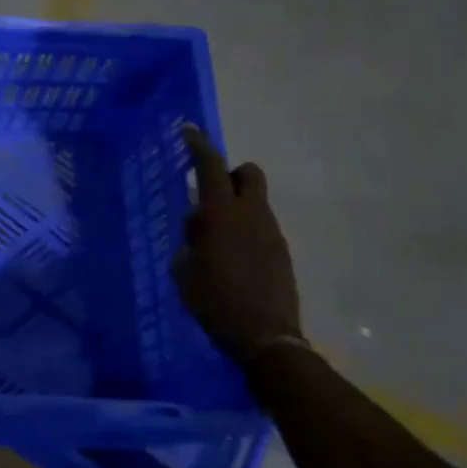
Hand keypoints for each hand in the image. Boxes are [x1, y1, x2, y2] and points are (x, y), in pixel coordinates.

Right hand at [173, 126, 302, 365]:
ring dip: (237, 207)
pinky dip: (246, 230)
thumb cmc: (214, 300)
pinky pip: (261, 227)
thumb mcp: (184, 270)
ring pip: (255, 202)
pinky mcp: (281, 252)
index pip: (211, 167)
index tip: (188, 130)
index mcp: (222, 214)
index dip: (199, 146)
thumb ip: (189, 241)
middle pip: (248, 173)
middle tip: (209, 195)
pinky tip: (233, 259)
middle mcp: (251, 214)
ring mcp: (271, 233)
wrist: (265, 337)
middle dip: (230, 174)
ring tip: (216, 239)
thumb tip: (197, 230)